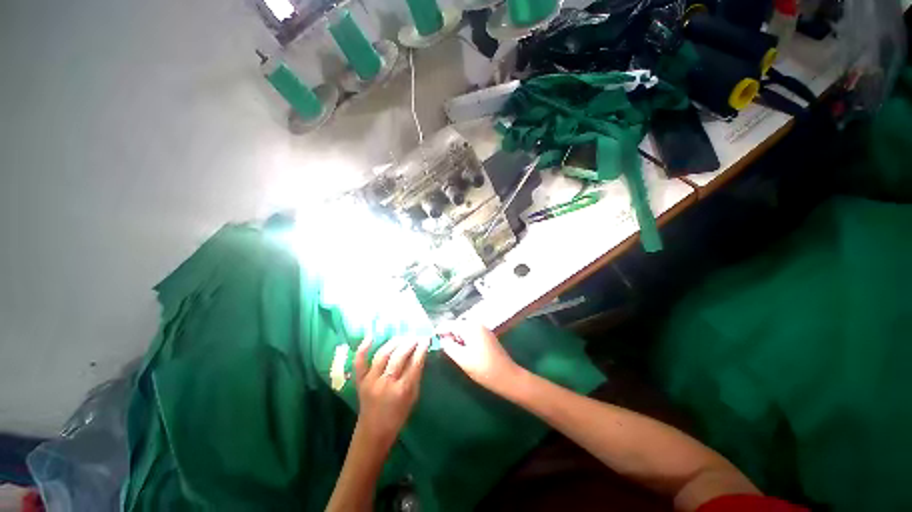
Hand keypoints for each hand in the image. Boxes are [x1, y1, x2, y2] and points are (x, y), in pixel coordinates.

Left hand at [353, 335, 429, 448]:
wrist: (373, 432)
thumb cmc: (398, 416)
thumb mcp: (413, 397)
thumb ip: (415, 376)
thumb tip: (419, 354)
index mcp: (403, 390)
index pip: (415, 364)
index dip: (421, 349)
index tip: (426, 339)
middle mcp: (386, 383)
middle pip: (399, 357)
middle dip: (409, 343)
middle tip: (415, 337)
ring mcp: (371, 381)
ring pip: (382, 355)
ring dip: (394, 343)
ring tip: (402, 337)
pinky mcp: (360, 381)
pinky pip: (360, 362)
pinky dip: (363, 348)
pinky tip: (371, 336)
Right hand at [437, 322, 523, 394]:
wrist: (507, 376)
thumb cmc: (483, 368)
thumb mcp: (462, 359)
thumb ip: (449, 346)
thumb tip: (442, 339)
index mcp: (470, 326)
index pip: (449, 324)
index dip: (439, 330)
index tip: (430, 338)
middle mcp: (477, 324)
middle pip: (457, 325)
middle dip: (448, 333)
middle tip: (440, 345)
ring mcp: (483, 329)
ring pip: (463, 329)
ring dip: (455, 336)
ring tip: (450, 349)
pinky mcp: (486, 336)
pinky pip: (470, 333)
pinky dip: (463, 339)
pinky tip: (462, 349)